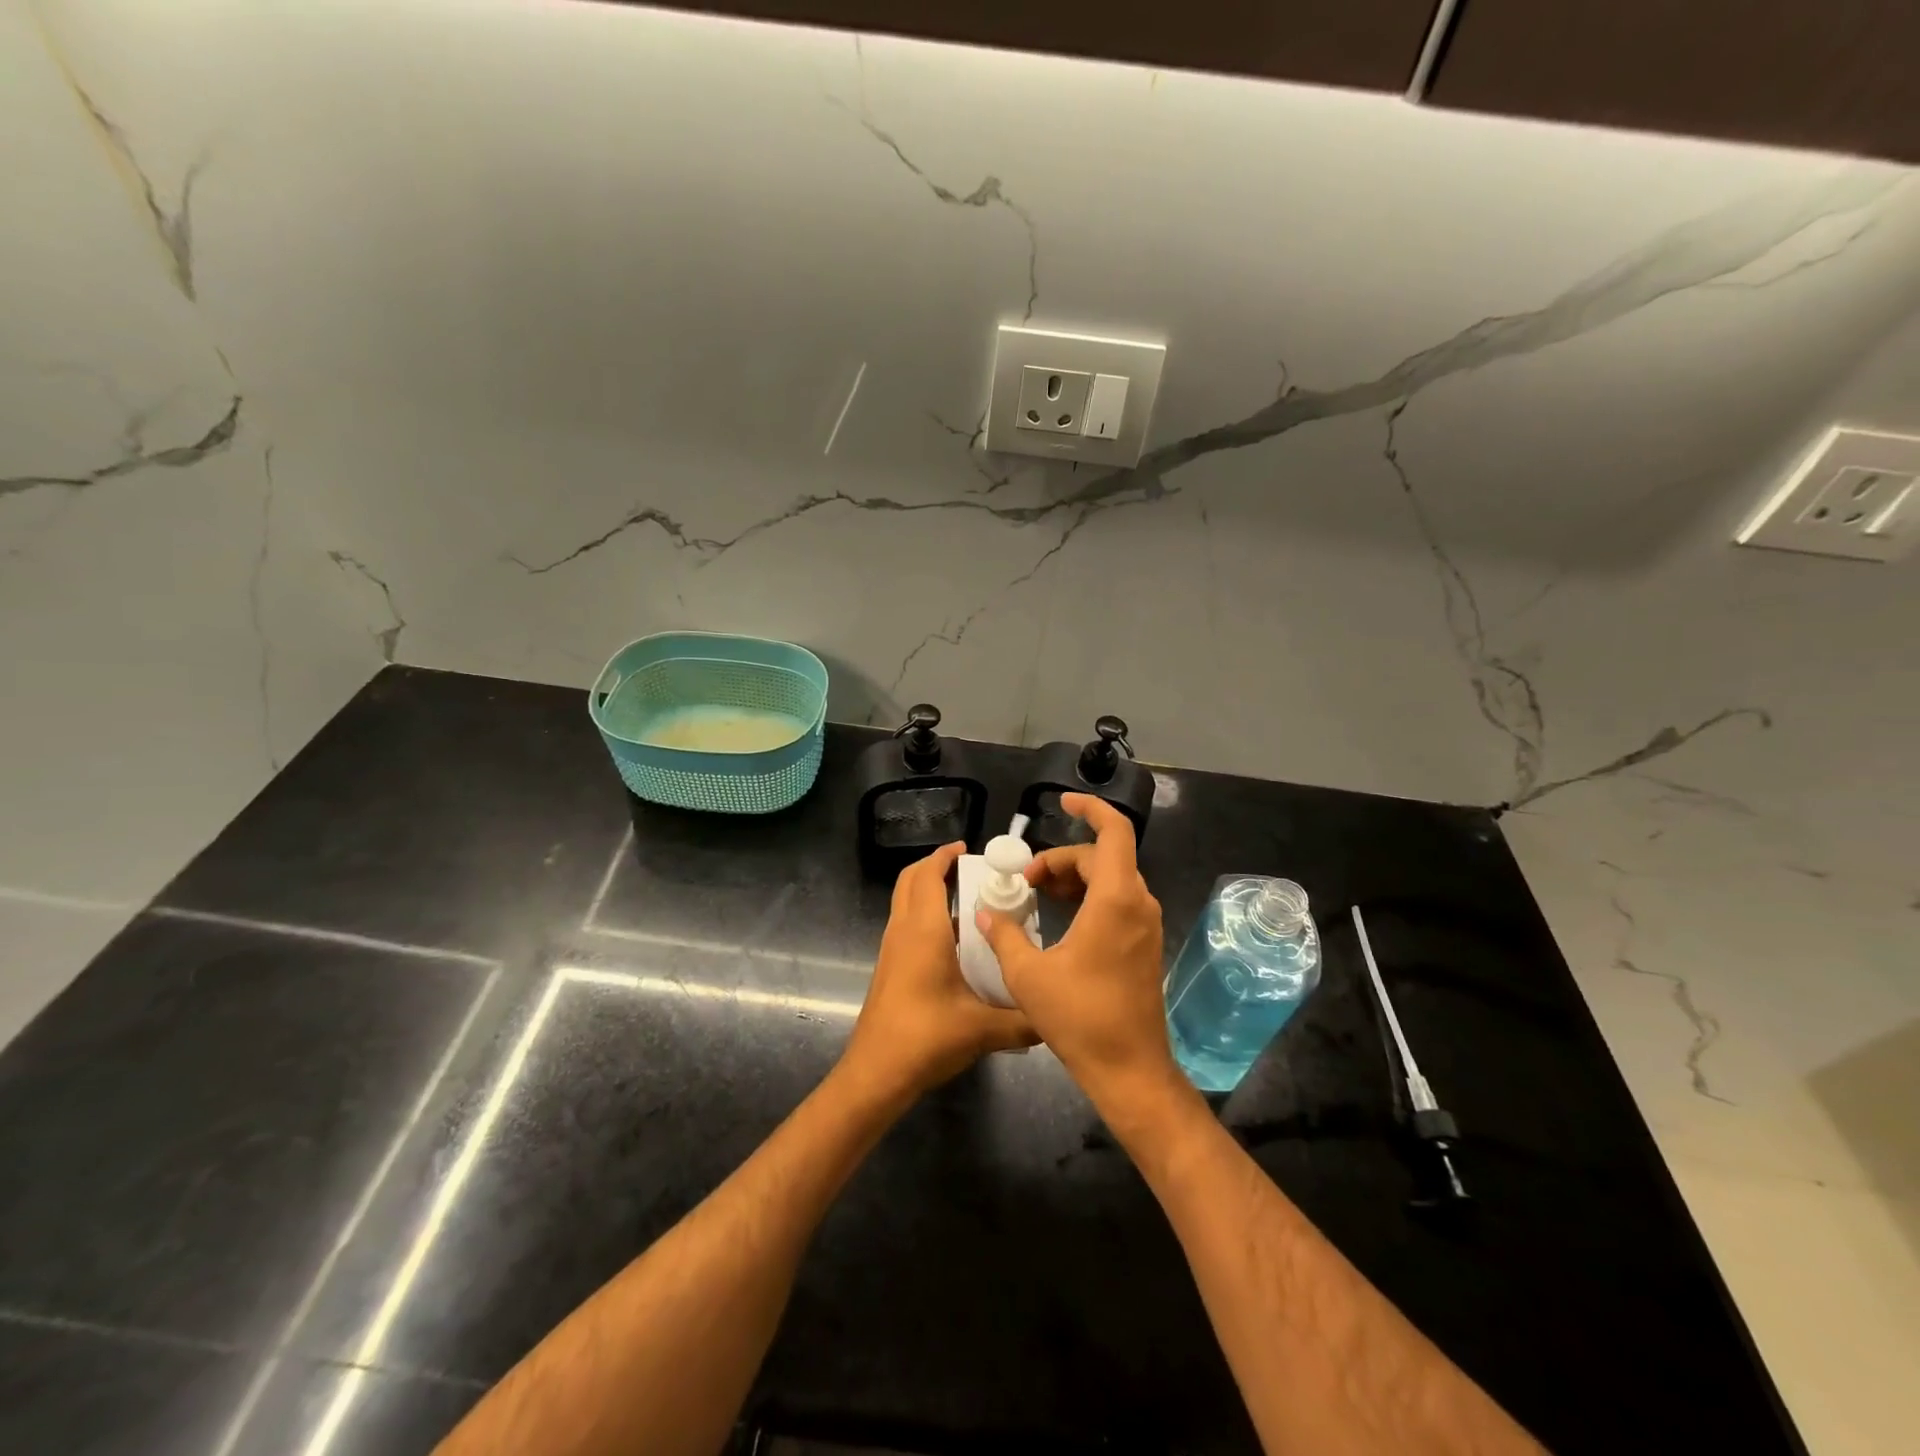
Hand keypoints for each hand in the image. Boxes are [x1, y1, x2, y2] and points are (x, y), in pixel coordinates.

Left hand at [843, 841, 1037, 1102]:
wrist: (876, 1073)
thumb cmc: (926, 1038)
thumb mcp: (984, 1030)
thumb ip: (1024, 1021)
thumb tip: (1055, 1015)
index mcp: (923, 931)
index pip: (927, 875)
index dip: (944, 856)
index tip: (968, 850)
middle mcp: (903, 932)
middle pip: (910, 881)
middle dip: (935, 868)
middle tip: (969, 871)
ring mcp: (891, 950)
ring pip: (905, 903)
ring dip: (929, 892)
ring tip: (969, 903)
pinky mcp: (889, 969)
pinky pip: (906, 926)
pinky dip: (925, 917)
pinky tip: (956, 943)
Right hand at [974, 796, 1180, 1112]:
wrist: (1129, 1070)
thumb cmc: (1080, 1018)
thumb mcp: (1028, 975)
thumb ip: (1004, 934)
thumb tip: (985, 912)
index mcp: (1115, 899)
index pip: (1114, 831)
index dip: (1090, 807)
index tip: (1062, 801)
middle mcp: (1137, 903)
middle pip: (1103, 856)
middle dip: (1062, 858)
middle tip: (1025, 879)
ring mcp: (1145, 925)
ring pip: (1111, 878)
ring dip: (1074, 877)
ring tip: (1038, 894)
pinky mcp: (1144, 944)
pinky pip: (1117, 900)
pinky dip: (1088, 896)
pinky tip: (1062, 918)